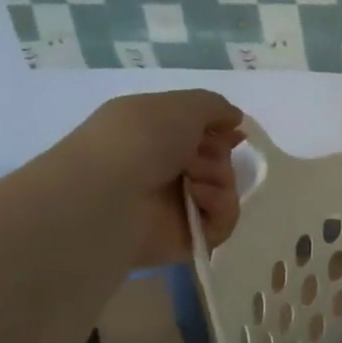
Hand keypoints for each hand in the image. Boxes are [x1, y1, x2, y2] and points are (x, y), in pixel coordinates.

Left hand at [64, 90, 245, 264]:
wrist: (106, 195)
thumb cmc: (139, 140)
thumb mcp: (181, 105)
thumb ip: (215, 106)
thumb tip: (233, 119)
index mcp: (154, 135)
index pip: (199, 133)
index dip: (220, 131)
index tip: (235, 132)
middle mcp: (163, 169)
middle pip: (217, 160)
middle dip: (218, 155)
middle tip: (198, 158)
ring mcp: (173, 206)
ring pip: (224, 189)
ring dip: (219, 178)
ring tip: (194, 181)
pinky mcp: (184, 238)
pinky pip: (222, 222)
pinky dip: (219, 206)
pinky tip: (197, 199)